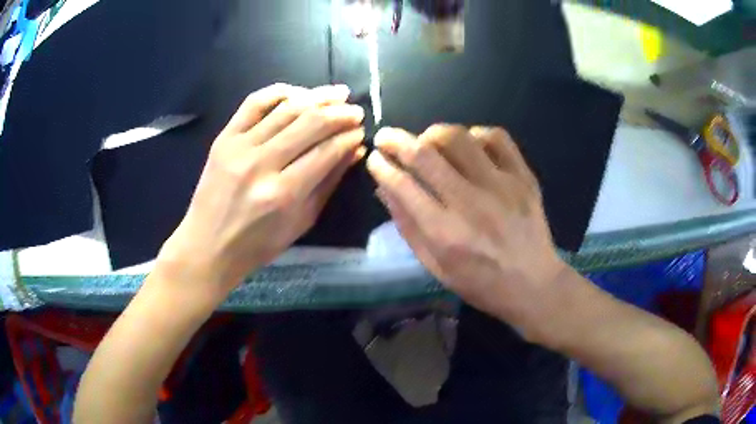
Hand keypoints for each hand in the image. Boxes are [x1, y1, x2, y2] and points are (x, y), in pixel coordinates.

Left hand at [156, 84, 364, 300]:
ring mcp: (239, 147)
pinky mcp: (224, 138)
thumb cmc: (257, 244)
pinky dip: (279, 92)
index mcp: (284, 194)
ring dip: (317, 97)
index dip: (349, 137)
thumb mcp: (301, 222)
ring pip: (286, 109)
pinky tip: (298, 93)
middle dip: (340, 113)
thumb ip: (329, 183)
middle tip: (356, 111)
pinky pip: (254, 103)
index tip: (361, 132)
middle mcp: (261, 164)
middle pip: (310, 123)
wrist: (208, 245)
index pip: (326, 151)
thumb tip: (354, 150)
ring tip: (338, 94)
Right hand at [367, 125, 567, 334]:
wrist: (533, 284)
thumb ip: (408, 227)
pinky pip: (495, 137)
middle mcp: (471, 203)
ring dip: (433, 133)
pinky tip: (470, 146)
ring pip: (458, 137)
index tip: (375, 158)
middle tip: (386, 136)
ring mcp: (501, 186)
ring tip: (429, 141)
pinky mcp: (523, 177)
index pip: (403, 185)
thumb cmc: (480, 283)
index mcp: (445, 233)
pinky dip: (475, 134)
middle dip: (396, 139)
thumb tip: (384, 188)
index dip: (382, 166)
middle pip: (425, 154)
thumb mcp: (435, 267)